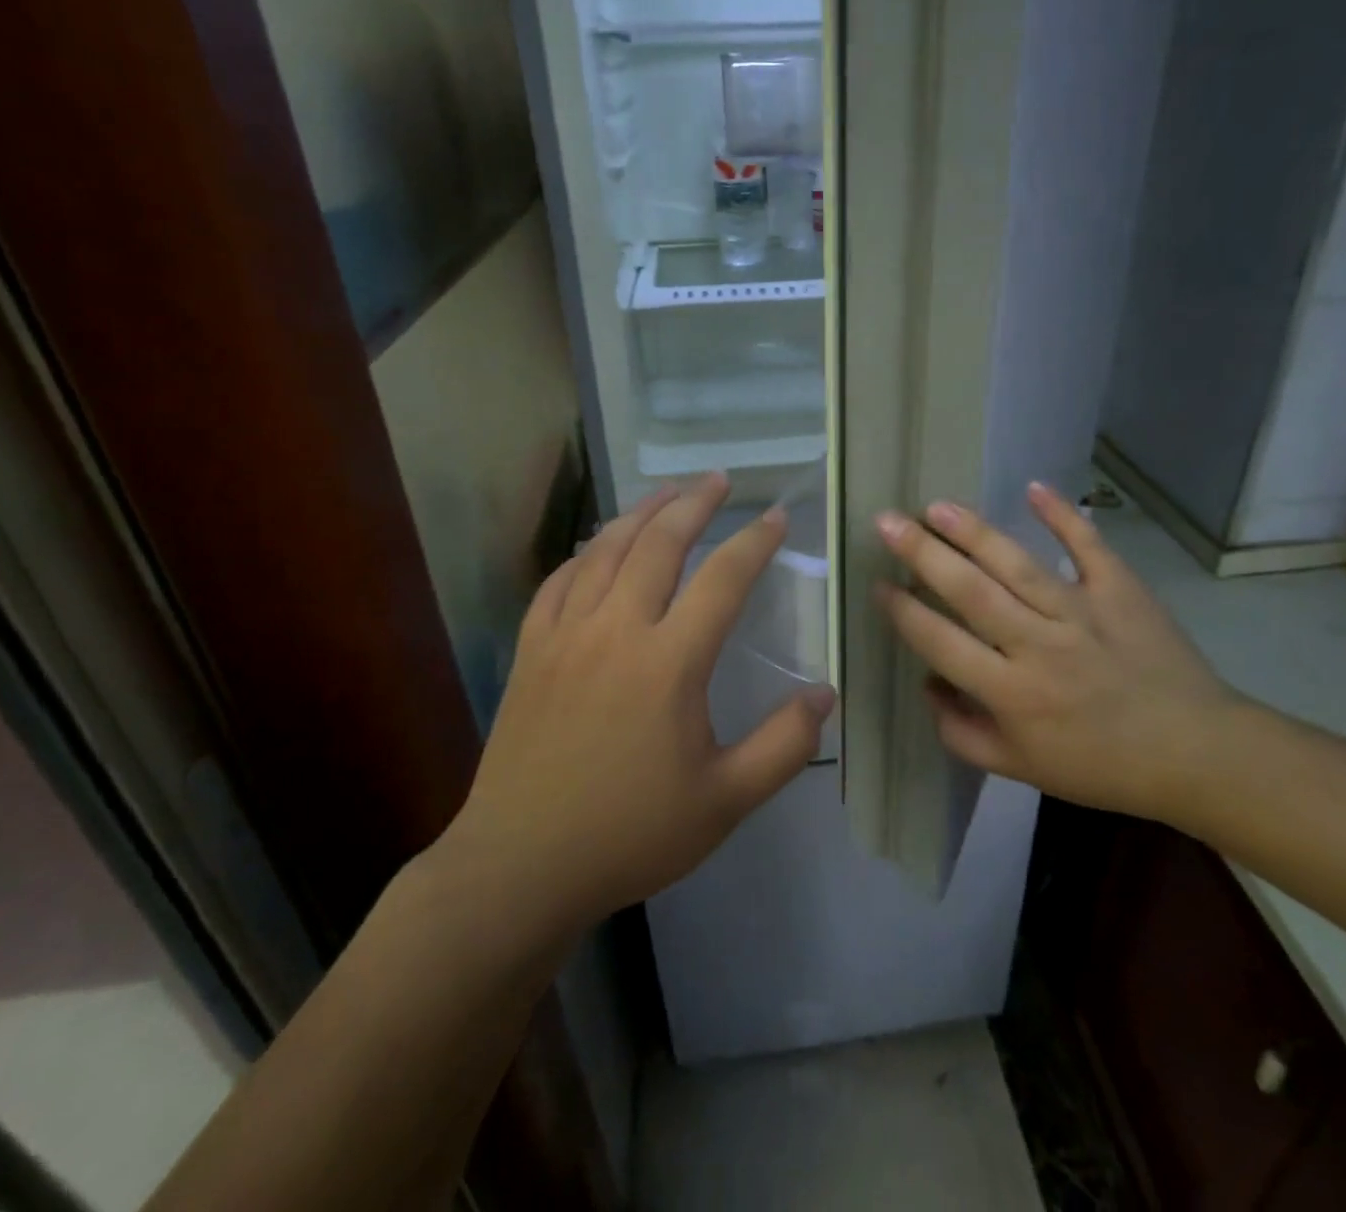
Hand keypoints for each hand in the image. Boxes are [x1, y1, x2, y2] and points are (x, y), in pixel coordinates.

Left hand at [444, 473, 833, 935]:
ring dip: (641, 514)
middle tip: (718, 480)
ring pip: (606, 550)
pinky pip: (559, 580)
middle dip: (694, 504)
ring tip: (667, 493)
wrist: (520, 866)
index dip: (755, 542)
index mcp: (669, 663)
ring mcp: (566, 635)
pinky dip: (585, 552)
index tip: (778, 517)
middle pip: (659, 544)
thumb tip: (825, 694)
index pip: (722, 580)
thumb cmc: (630, 833)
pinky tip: (598, 545)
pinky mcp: (531, 650)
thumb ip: (783, 746)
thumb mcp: (725, 802)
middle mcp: (616, 630)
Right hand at [874, 482, 1243, 820]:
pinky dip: (1063, 515)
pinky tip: (1033, 488)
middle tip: (887, 522)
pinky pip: (1088, 546)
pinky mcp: (1121, 590)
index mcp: (1011, 692)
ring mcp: (1082, 612)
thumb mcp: (1020, 770)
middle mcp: (1039, 645)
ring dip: (974, 532)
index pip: (942, 643)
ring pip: (1018, 565)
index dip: (903, 612)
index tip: (877, 583)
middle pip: (971, 592)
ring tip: (937, 506)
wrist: (1194, 754)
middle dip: (923, 554)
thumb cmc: (1099, 766)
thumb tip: (928, 686)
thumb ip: (962, 733)